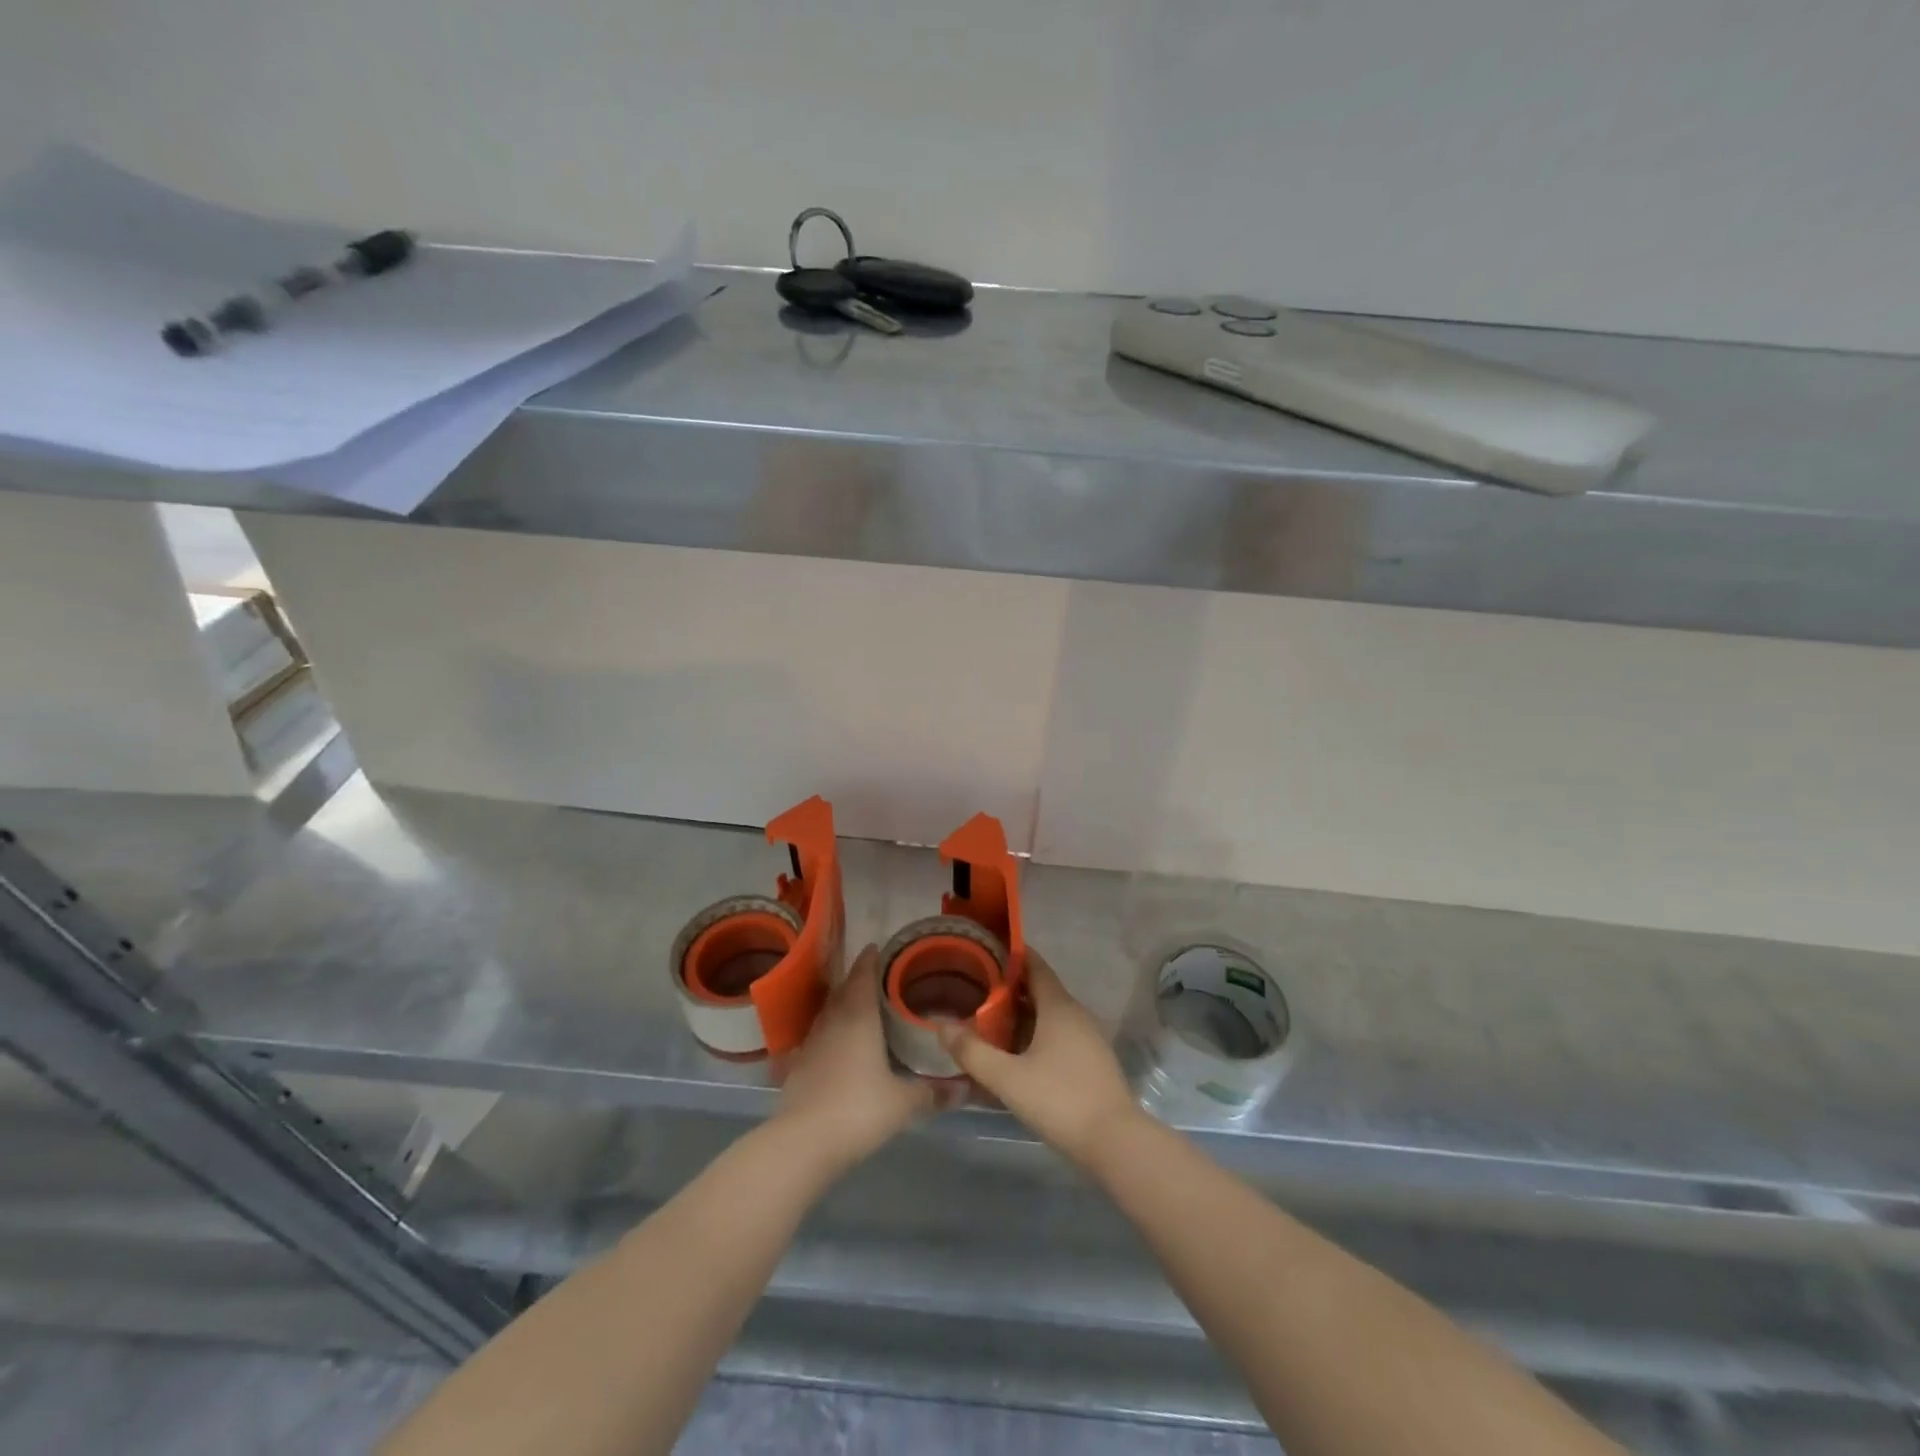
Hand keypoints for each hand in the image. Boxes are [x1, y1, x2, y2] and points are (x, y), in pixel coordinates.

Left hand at [773, 944, 949, 1176]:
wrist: (803, 1142)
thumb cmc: (859, 1109)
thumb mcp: (904, 1103)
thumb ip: (933, 1093)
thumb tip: (965, 1089)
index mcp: (859, 1017)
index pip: (864, 975)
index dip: (871, 960)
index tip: (878, 947)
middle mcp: (833, 1021)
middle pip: (844, 989)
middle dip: (857, 979)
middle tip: (875, 975)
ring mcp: (811, 1042)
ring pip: (828, 1012)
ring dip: (841, 1003)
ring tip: (858, 1004)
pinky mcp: (797, 1065)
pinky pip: (817, 1036)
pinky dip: (829, 1032)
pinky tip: (837, 1044)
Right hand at [939, 949, 1139, 1168]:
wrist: (1115, 1143)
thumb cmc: (1060, 1100)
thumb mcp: (1008, 1079)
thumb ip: (973, 1052)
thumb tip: (942, 1027)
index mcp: (1059, 1006)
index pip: (1034, 965)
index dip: (1011, 955)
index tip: (984, 951)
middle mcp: (1076, 1014)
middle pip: (1040, 990)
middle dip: (1009, 988)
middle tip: (975, 990)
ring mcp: (1088, 1038)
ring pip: (1049, 1015)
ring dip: (1022, 1015)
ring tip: (989, 1022)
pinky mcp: (1092, 1061)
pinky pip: (1059, 1035)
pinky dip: (1036, 1035)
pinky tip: (1016, 1055)